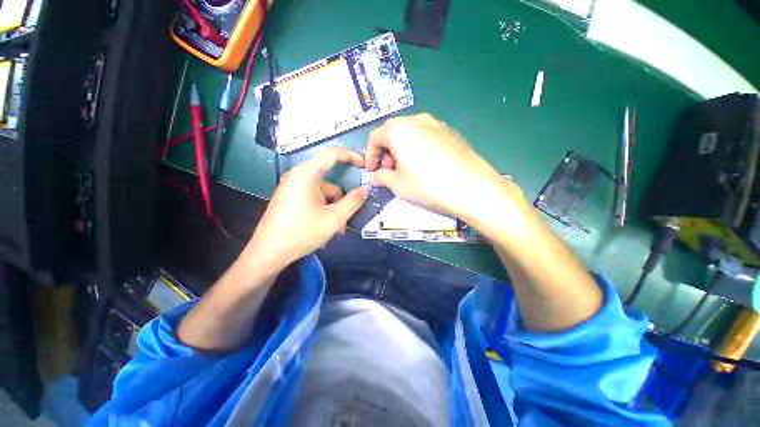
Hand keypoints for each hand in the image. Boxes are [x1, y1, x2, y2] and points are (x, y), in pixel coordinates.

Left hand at [242, 147, 367, 272]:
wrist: (268, 253)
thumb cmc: (302, 232)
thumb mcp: (334, 218)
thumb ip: (353, 202)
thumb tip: (365, 190)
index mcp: (306, 174)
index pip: (332, 154)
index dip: (351, 155)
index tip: (365, 165)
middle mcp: (298, 176)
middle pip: (330, 181)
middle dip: (341, 199)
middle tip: (348, 217)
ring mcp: (293, 188)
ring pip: (324, 193)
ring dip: (333, 209)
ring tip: (335, 229)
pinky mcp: (291, 199)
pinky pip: (314, 199)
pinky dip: (324, 210)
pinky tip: (324, 227)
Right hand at [365, 114, 524, 227]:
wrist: (472, 187)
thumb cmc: (428, 186)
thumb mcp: (398, 185)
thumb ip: (381, 177)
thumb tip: (374, 176)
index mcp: (399, 130)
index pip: (375, 137)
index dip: (370, 155)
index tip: (371, 170)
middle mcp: (417, 120)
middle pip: (392, 132)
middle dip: (385, 151)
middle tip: (388, 170)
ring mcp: (436, 124)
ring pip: (409, 133)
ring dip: (400, 149)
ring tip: (405, 169)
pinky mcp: (450, 132)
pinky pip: (425, 136)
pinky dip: (416, 147)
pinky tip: (423, 165)